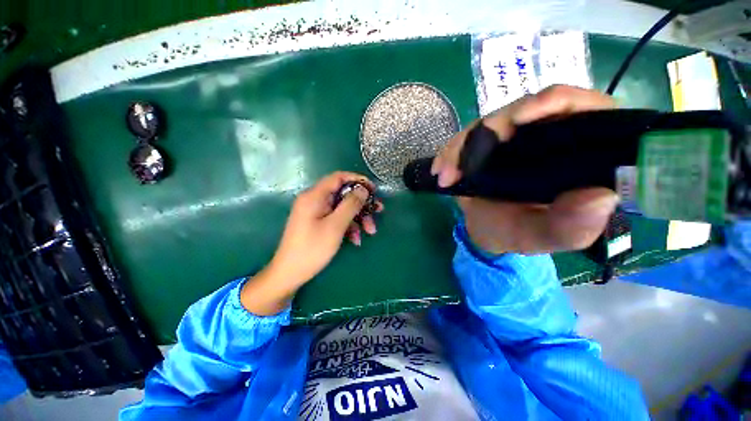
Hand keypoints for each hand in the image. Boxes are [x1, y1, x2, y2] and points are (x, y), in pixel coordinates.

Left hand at [241, 172, 381, 314]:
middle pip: (343, 194)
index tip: (373, 189)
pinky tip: (356, 240)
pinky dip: (348, 226)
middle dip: (362, 204)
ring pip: (342, 208)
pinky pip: (336, 218)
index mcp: (315, 196)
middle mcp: (315, 200)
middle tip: (378, 211)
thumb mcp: (335, 226)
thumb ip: (350, 204)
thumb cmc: (312, 249)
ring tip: (370, 231)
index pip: (339, 177)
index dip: (358, 180)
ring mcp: (316, 212)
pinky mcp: (318, 223)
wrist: (290, 273)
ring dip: (358, 218)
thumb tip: (363, 189)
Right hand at [431, 85, 618, 253]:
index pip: (581, 108)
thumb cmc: (519, 233)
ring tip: (446, 174)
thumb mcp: (545, 237)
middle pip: (524, 110)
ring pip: (489, 122)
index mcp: (576, 152)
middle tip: (465, 161)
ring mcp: (512, 138)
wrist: (486, 231)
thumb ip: (572, 226)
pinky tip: (440, 169)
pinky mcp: (486, 144)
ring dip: (462, 146)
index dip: (554, 103)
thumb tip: (601, 197)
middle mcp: (546, 136)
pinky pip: (466, 138)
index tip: (520, 118)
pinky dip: (451, 152)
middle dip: (491, 129)